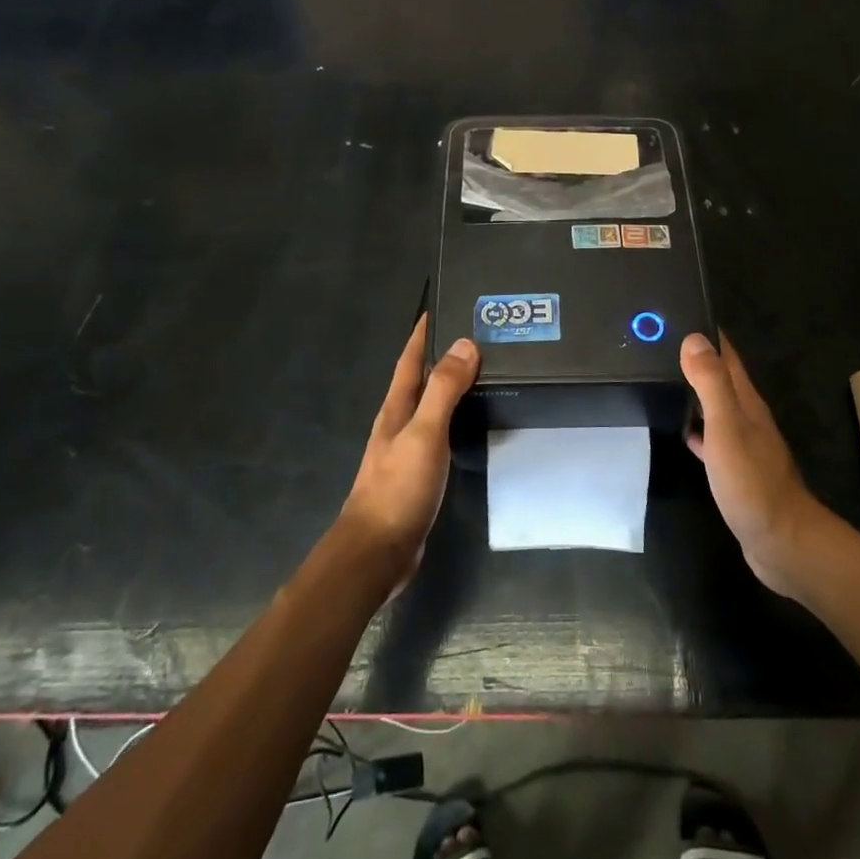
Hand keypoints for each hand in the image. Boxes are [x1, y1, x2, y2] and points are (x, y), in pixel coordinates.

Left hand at [339, 315, 479, 589]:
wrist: (377, 552)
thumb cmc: (398, 487)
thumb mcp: (424, 433)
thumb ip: (444, 390)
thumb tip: (464, 344)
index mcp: (395, 408)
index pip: (410, 359)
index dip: (423, 333)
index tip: (442, 306)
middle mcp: (398, 423)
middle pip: (420, 379)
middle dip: (442, 354)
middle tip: (477, 335)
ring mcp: (406, 449)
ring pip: (430, 406)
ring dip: (450, 386)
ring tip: (482, 371)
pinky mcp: (418, 473)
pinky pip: (439, 432)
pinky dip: (455, 417)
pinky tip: (472, 422)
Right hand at [681, 332, 832, 599]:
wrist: (782, 542)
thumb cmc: (753, 483)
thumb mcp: (728, 428)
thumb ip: (711, 384)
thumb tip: (694, 338)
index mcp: (746, 402)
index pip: (726, 356)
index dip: (706, 333)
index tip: (678, 312)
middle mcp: (747, 417)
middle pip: (720, 378)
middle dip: (696, 359)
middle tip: (659, 344)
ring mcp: (743, 444)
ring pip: (715, 407)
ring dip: (694, 391)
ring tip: (661, 378)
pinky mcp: (735, 470)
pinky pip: (711, 437)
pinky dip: (695, 427)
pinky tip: (679, 429)